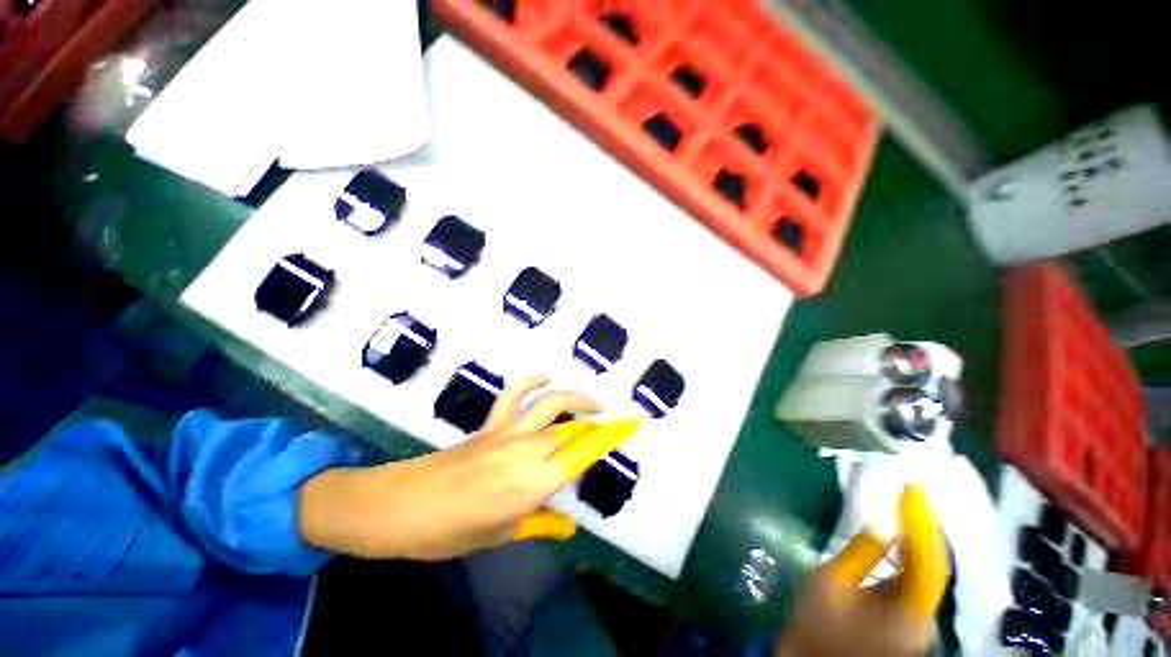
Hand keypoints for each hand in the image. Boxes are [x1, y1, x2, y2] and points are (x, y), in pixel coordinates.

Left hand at [297, 376, 635, 559]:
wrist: (399, 505)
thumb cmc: (450, 531)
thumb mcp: (500, 535)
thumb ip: (539, 522)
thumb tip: (568, 525)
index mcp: (534, 482)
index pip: (585, 452)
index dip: (612, 435)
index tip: (633, 423)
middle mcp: (527, 449)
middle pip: (574, 428)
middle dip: (599, 426)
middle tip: (614, 429)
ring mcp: (508, 430)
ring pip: (553, 404)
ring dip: (577, 399)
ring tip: (592, 405)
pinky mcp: (491, 423)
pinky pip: (515, 394)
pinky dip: (532, 381)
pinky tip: (545, 378)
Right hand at [774, 486, 948, 656]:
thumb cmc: (819, 629)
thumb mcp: (830, 586)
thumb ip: (858, 555)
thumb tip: (879, 526)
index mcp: (908, 613)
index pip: (928, 562)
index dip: (922, 524)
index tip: (912, 489)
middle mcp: (924, 618)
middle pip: (931, 566)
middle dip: (921, 529)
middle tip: (907, 494)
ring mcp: (917, 621)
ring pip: (923, 573)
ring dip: (914, 541)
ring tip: (901, 508)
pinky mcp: (907, 621)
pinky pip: (912, 581)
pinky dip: (906, 556)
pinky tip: (894, 540)